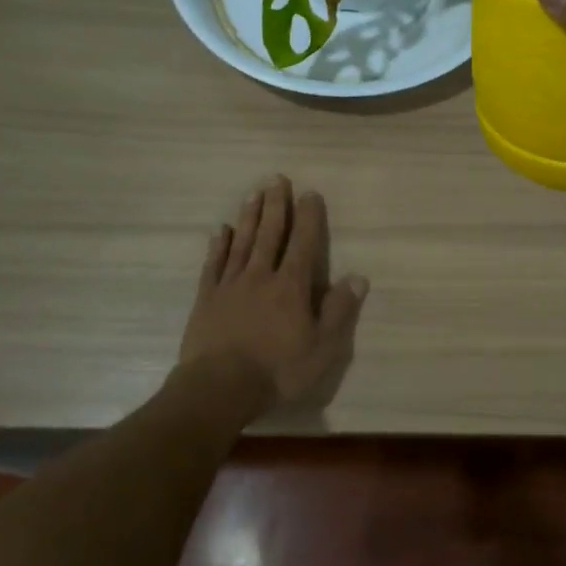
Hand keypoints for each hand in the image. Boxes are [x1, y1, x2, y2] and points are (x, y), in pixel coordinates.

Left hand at [179, 176, 367, 409]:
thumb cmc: (277, 370)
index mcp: (291, 287)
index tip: (310, 193)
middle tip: (276, 178)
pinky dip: (219, 246)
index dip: (308, 217)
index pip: (303, 243)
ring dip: (249, 216)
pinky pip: (213, 265)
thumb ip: (339, 311)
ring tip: (253, 193)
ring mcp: (230, 285)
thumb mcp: (322, 348)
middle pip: (270, 234)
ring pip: (242, 242)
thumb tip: (358, 278)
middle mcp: (260, 276)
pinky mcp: (206, 299)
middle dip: (276, 205)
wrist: (219, 388)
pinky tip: (221, 231)